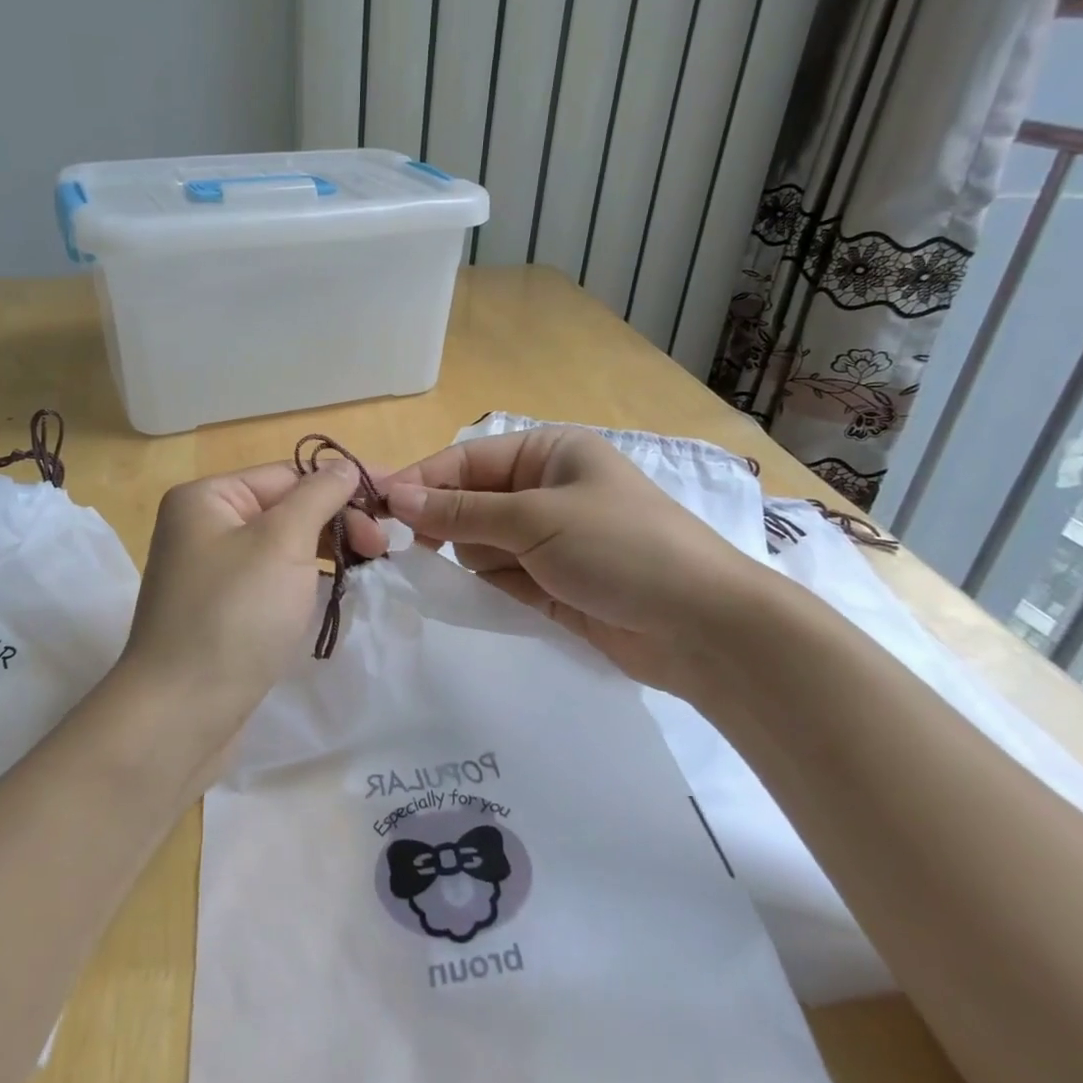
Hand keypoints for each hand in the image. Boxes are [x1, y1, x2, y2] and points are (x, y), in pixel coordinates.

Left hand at [121, 461, 386, 764]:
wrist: (180, 717)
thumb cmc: (233, 616)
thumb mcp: (281, 543)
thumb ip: (318, 496)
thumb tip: (344, 467)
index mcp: (207, 498)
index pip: (288, 475)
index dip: (345, 483)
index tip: (396, 501)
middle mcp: (203, 527)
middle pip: (285, 508)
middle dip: (338, 520)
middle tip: (383, 548)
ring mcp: (211, 572)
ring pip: (283, 546)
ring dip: (328, 551)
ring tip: (370, 568)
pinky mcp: (222, 611)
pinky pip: (273, 580)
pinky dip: (306, 581)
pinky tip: (336, 592)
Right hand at [383, 426, 769, 696]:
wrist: (704, 629)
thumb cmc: (620, 548)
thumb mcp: (535, 519)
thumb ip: (460, 511)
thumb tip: (395, 496)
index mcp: (549, 453)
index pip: (467, 460)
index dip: (423, 481)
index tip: (379, 507)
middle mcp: (546, 489)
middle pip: (469, 501)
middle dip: (445, 523)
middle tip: (409, 548)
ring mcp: (549, 539)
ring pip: (479, 542)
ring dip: (472, 558)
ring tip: (494, 575)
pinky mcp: (550, 583)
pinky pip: (499, 577)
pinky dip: (487, 586)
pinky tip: (491, 595)